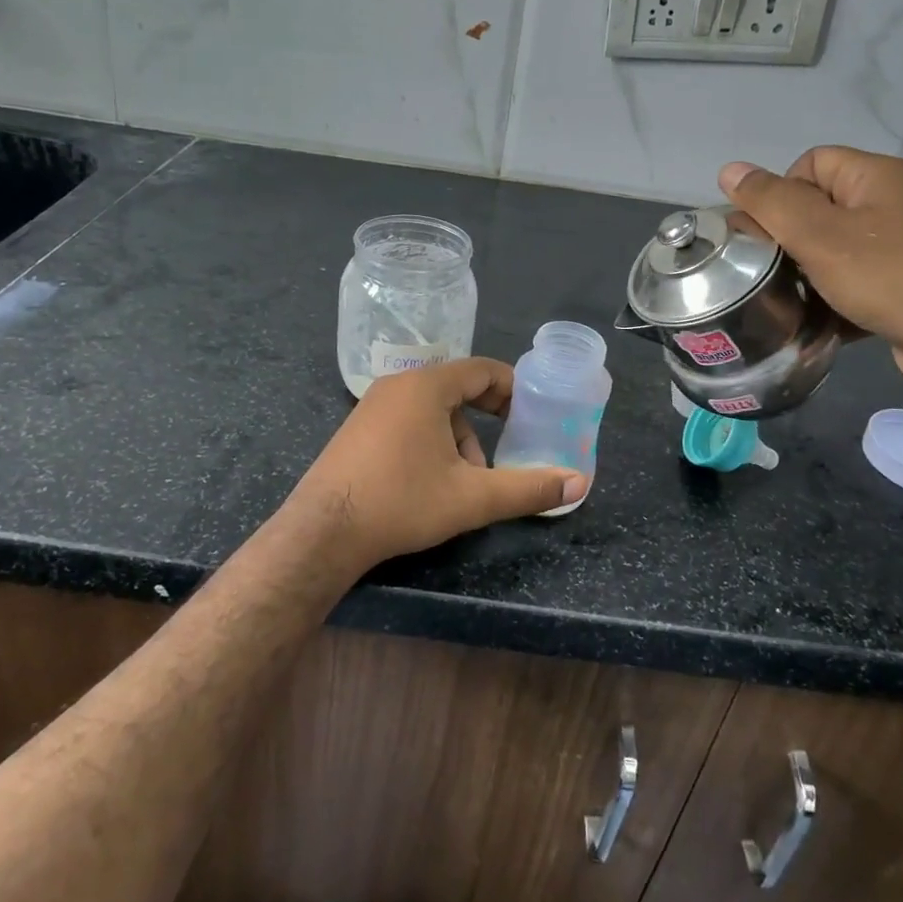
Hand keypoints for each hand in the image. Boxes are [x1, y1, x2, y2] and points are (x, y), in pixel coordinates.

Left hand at [286, 358, 586, 574]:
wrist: (324, 531)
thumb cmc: (402, 502)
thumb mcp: (472, 498)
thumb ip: (528, 488)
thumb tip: (579, 482)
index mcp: (427, 386)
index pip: (482, 370)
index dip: (512, 390)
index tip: (531, 416)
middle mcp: (398, 384)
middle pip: (457, 391)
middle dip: (484, 424)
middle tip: (502, 455)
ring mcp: (372, 405)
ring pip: (432, 411)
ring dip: (457, 440)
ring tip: (464, 484)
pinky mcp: (357, 429)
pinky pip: (407, 421)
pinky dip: (429, 443)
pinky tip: (429, 483)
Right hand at [719, 148, 902, 392]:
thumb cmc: (888, 276)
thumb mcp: (818, 235)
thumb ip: (770, 201)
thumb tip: (729, 170)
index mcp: (873, 176)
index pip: (808, 164)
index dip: (780, 194)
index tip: (771, 234)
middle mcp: (889, 201)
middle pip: (816, 205)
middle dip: (788, 237)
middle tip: (774, 269)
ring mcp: (898, 244)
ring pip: (830, 246)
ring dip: (806, 270)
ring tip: (792, 295)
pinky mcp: (901, 282)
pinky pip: (851, 277)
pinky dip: (831, 294)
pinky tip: (819, 316)